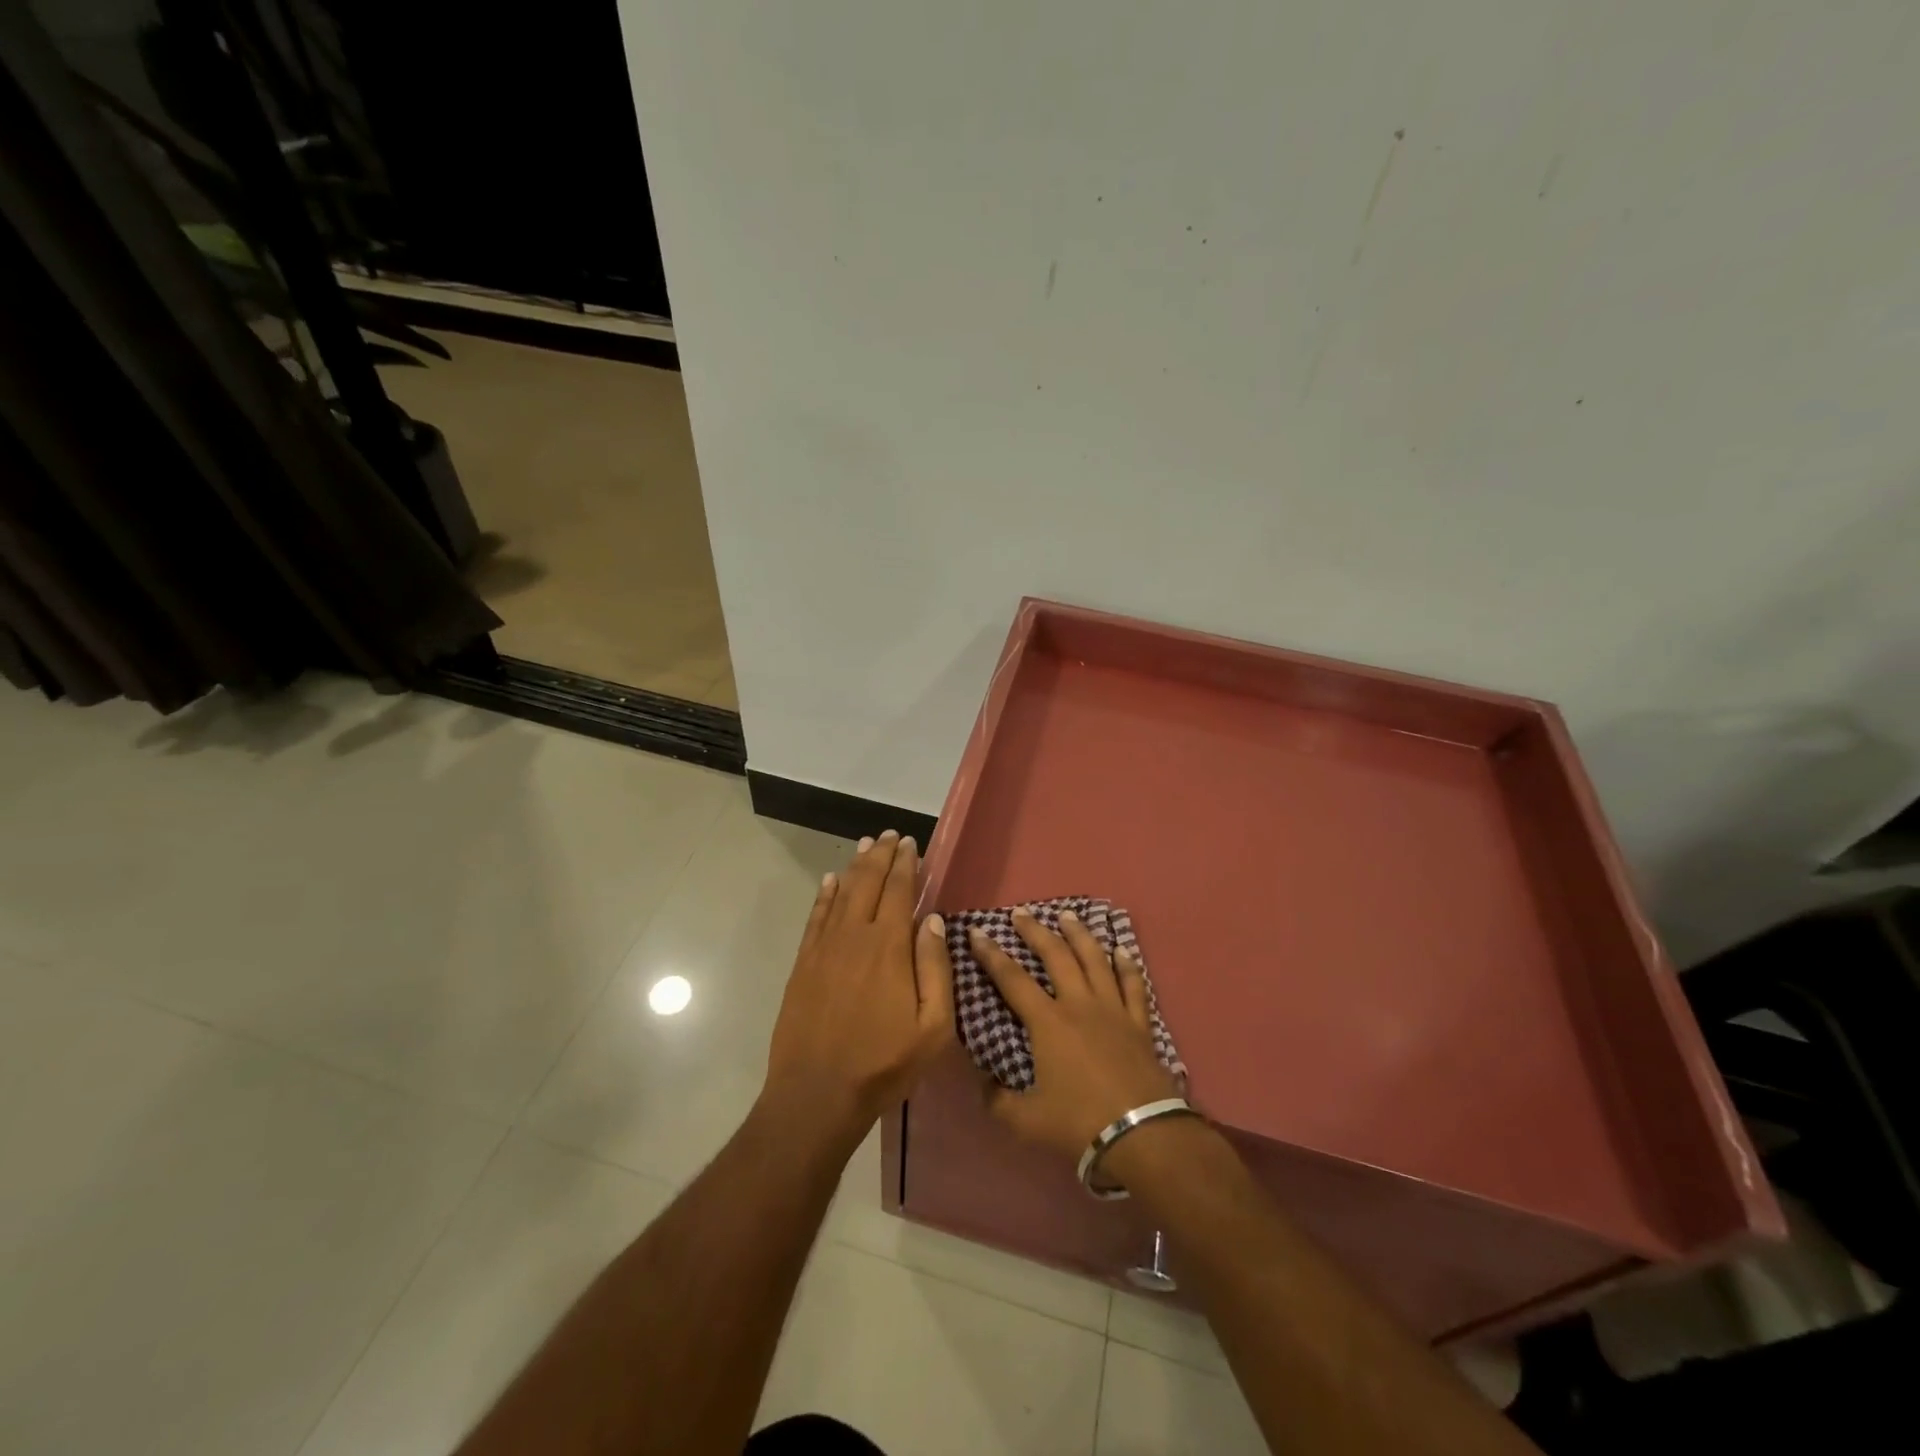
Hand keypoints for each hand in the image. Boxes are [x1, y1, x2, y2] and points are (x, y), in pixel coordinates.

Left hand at [763, 830, 954, 1143]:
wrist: (816, 1094)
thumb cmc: (883, 1064)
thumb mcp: (932, 1027)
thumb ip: (936, 968)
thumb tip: (932, 919)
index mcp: (889, 947)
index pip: (899, 891)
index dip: (906, 864)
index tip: (911, 843)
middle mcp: (854, 936)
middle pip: (869, 883)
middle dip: (881, 855)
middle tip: (890, 835)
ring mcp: (824, 948)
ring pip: (842, 893)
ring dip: (856, 866)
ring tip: (866, 845)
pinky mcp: (804, 963)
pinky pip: (816, 917)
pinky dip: (825, 894)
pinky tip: (831, 880)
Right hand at [969, 907, 1179, 1159]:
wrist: (1141, 1134)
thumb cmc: (1079, 1123)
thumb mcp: (1026, 1121)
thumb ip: (997, 1100)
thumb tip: (981, 1082)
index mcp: (1048, 1023)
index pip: (1012, 979)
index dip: (991, 955)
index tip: (977, 932)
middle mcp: (1079, 1004)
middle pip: (1056, 956)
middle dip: (1035, 931)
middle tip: (1021, 913)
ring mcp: (1113, 1010)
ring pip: (1095, 959)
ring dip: (1079, 934)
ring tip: (1067, 915)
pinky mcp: (1139, 1023)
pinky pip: (1133, 985)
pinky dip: (1126, 964)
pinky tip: (1121, 949)